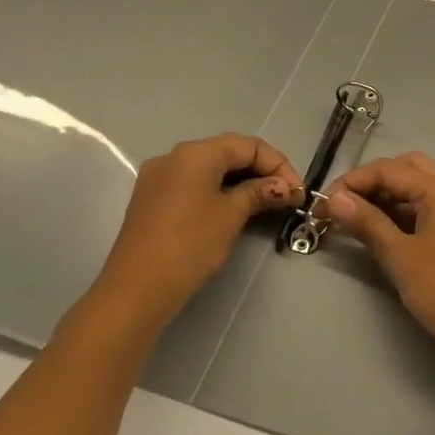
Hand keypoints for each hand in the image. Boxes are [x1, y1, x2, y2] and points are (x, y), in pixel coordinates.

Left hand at [84, 134, 302, 332]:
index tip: (298, 192)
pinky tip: (234, 210)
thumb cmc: (190, 245)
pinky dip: (219, 191)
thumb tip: (283, 187)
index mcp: (195, 153)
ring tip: (266, 204)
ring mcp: (158, 178)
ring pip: (210, 169)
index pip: (249, 145)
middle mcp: (174, 156)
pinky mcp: (151, 199)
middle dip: (261, 171)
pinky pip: (193, 184)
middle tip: (286, 197)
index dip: (279, 165)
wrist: (137, 289)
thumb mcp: (232, 215)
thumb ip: (259, 193)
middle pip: (228, 153)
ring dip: (242, 182)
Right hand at [322, 153, 434, 368]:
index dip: (353, 181)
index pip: (390, 169)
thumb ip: (367, 222)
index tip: (323, 204)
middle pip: (410, 168)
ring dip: (392, 195)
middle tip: (345, 205)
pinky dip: (411, 210)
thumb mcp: (400, 256)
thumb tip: (336, 199)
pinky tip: (390, 229)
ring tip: (361, 217)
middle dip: (374, 181)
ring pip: (425, 186)